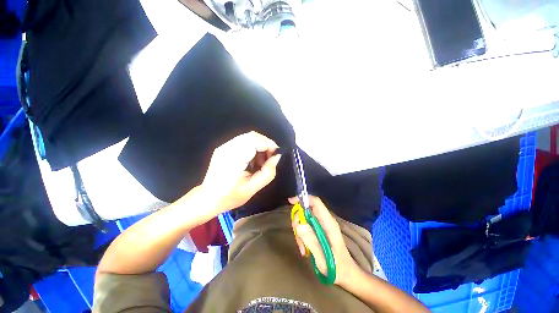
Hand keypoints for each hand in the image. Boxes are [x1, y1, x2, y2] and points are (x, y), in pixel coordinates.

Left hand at [202, 131, 281, 211]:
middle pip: (253, 136)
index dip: (269, 145)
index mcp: (234, 158)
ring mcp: (224, 147)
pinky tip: (252, 160)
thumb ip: (268, 172)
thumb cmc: (230, 196)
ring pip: (248, 137)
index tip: (276, 154)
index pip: (256, 140)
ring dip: (259, 146)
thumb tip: (277, 157)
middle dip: (265, 145)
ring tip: (261, 162)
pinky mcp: (223, 148)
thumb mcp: (253, 188)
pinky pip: (242, 141)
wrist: (207, 199)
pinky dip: (252, 147)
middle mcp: (228, 148)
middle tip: (270, 159)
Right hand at [290, 195, 360, 286]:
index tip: (290, 202)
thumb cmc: (338, 268)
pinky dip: (302, 235)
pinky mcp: (319, 230)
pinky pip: (306, 226)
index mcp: (328, 223)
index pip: (316, 202)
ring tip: (302, 247)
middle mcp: (325, 220)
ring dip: (299, 231)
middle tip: (296, 235)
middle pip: (307, 210)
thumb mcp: (323, 258)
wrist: (347, 275)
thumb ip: (311, 241)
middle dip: (298, 220)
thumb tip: (298, 225)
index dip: (303, 199)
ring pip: (304, 218)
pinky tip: (304, 248)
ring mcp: (322, 225)